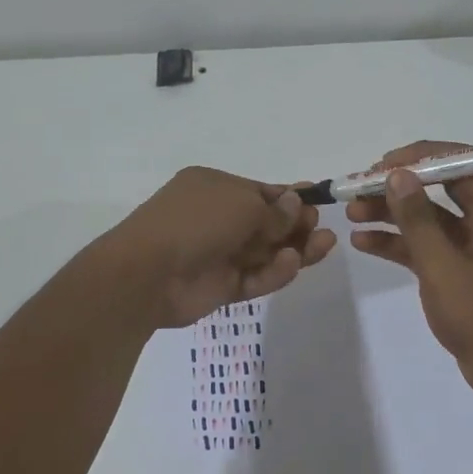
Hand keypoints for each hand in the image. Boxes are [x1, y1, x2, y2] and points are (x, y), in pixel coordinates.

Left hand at [101, 166, 336, 327]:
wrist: (148, 273)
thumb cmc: (196, 222)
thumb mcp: (241, 204)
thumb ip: (273, 210)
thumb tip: (295, 205)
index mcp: (213, 187)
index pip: (259, 192)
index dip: (289, 199)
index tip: (317, 204)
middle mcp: (216, 218)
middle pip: (266, 223)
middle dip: (296, 225)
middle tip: (321, 228)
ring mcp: (218, 254)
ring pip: (265, 252)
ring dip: (294, 248)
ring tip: (324, 244)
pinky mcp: (221, 286)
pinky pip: (255, 277)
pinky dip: (274, 271)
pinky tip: (292, 263)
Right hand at [346, 140, 472, 399]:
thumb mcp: (443, 265)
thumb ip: (417, 219)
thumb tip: (397, 175)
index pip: (461, 162)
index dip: (419, 158)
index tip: (380, 166)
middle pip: (441, 187)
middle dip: (398, 186)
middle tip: (358, 188)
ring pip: (431, 217)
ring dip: (393, 214)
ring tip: (351, 213)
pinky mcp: (464, 269)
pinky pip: (429, 245)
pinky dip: (400, 243)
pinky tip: (363, 242)